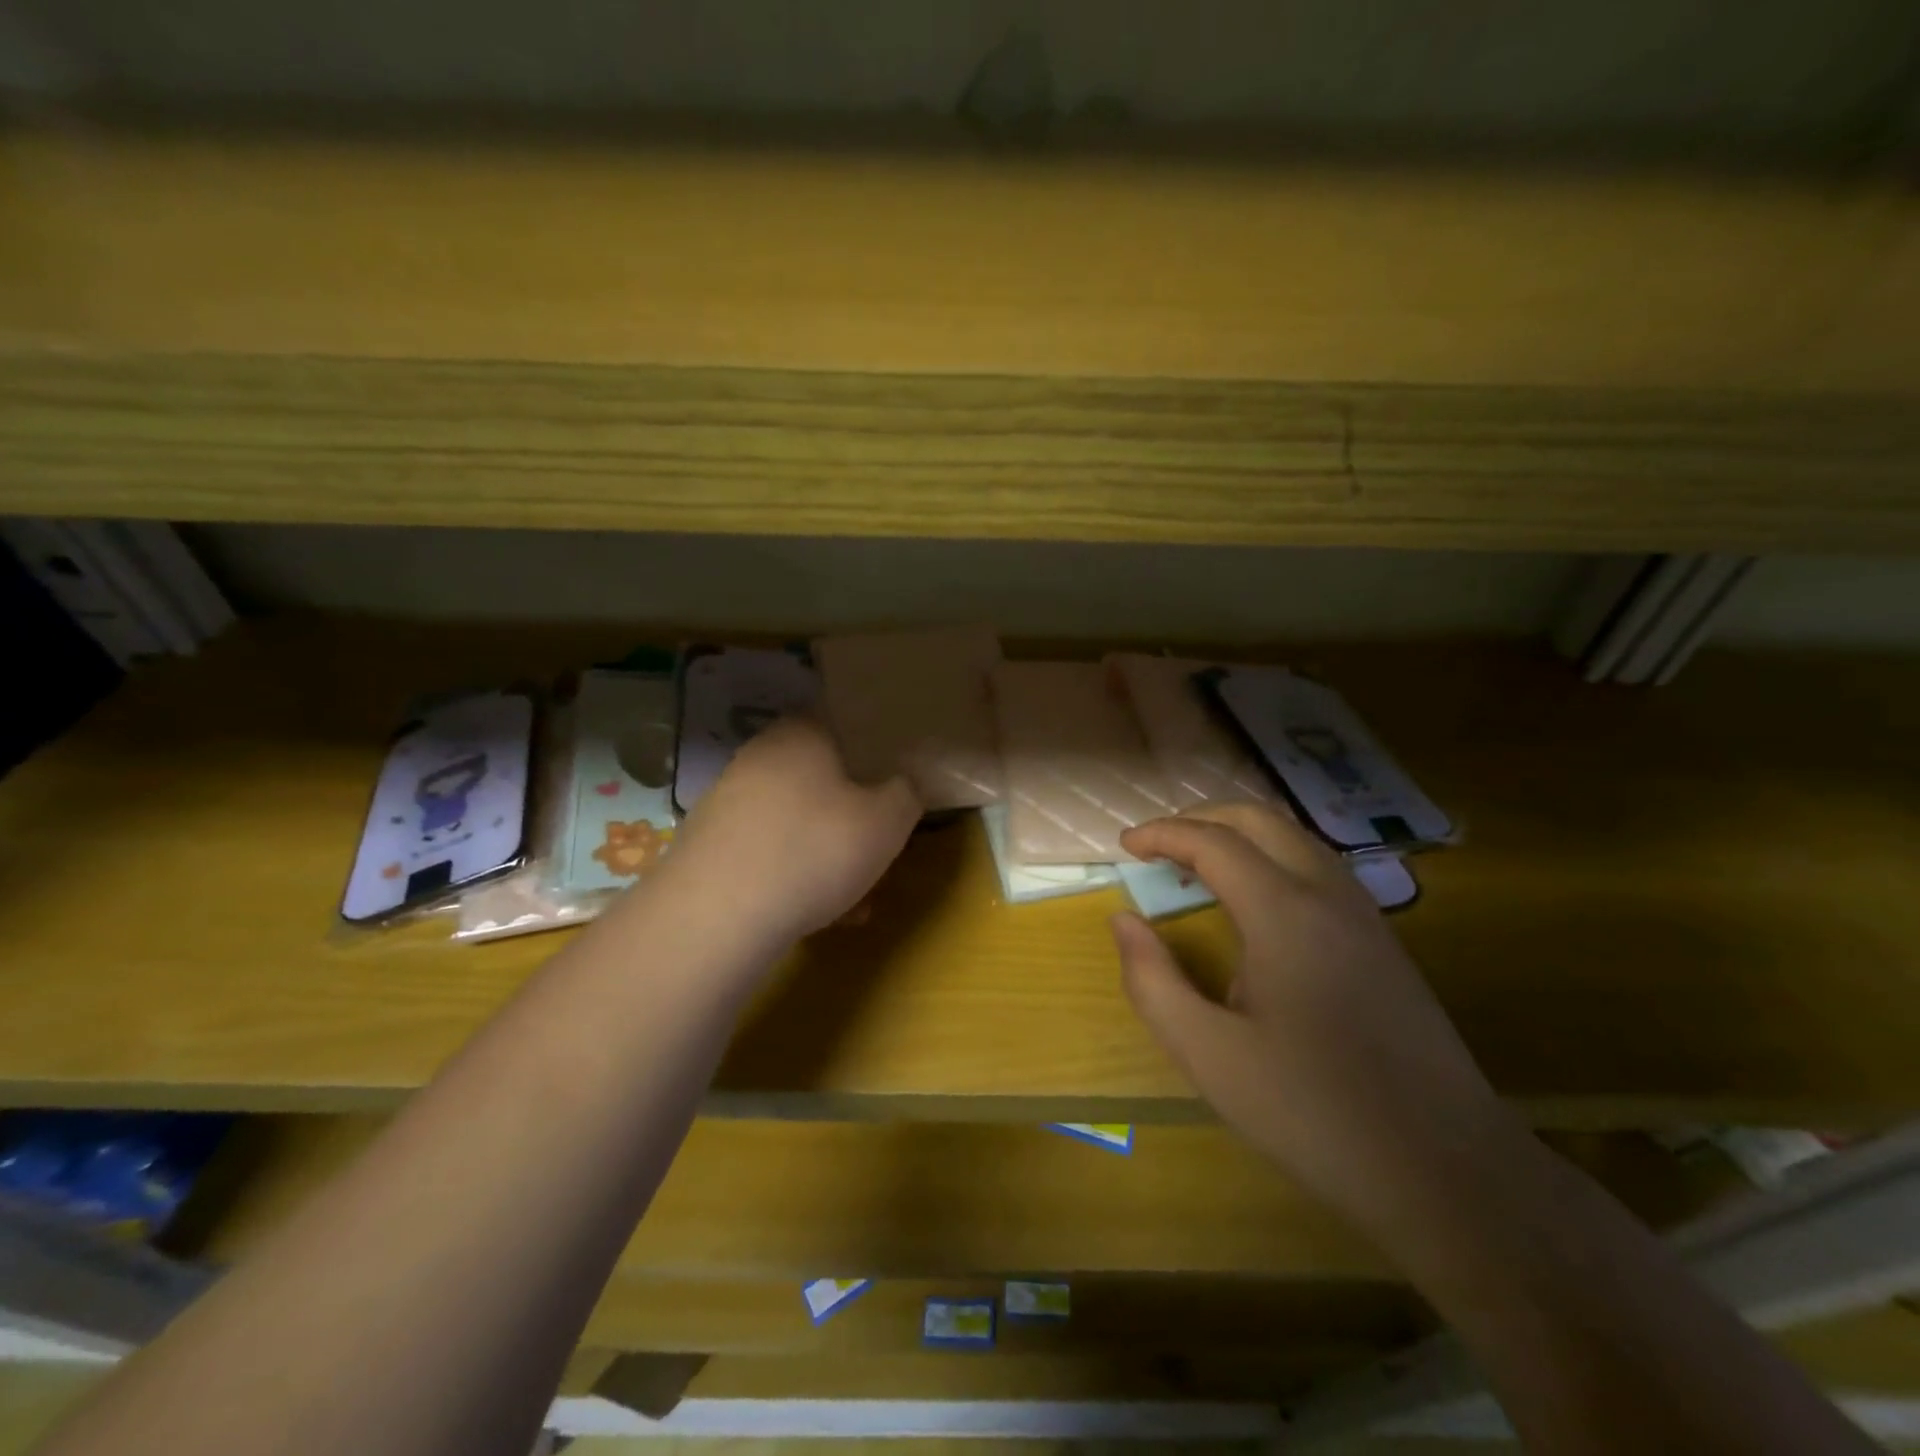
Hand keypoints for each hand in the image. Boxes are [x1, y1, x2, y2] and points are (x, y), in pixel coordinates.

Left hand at [666, 717, 920, 945]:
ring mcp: (728, 801)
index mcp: (802, 734)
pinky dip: (795, 877)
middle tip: (878, 849)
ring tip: (855, 899)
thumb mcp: (888, 821)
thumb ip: (907, 793)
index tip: (894, 786)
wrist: (716, 916)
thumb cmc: (815, 850)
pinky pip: (768, 853)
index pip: (843, 724)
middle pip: (821, 779)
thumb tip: (904, 784)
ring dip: (827, 854)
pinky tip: (817, 917)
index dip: (874, 753)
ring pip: (796, 822)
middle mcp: (760, 757)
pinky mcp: (709, 846)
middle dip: (853, 816)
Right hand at [1111, 805, 1506, 1219]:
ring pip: (1294, 838)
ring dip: (1239, 835)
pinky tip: (1255, 903)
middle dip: (1200, 818)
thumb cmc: (1314, 1112)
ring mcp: (1364, 914)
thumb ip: (1152, 981)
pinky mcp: (1383, 940)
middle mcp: (1328, 894)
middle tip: (1157, 844)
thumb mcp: (1208, 1055)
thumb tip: (1124, 921)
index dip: (1162, 834)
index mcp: (1284, 912)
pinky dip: (1271, 858)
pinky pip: (1318, 867)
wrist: (1448, 1170)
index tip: (1124, 846)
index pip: (1213, 842)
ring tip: (1197, 865)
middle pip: (1259, 820)